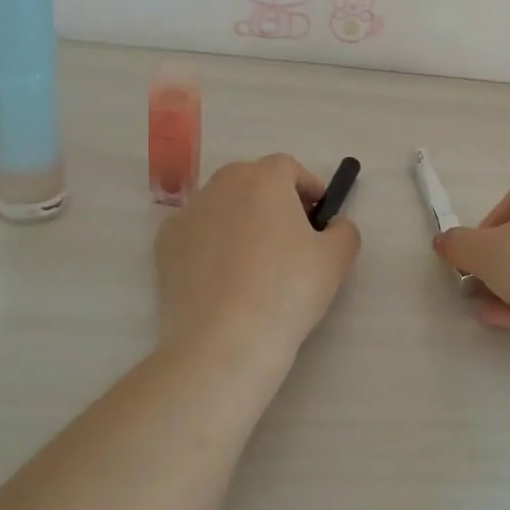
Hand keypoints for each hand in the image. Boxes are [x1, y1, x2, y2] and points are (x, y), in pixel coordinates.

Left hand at [155, 153, 361, 365]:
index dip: (307, 187)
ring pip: (221, 204)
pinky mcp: (165, 245)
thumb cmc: (288, 291)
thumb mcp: (336, 260)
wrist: (224, 342)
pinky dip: (211, 242)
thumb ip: (344, 230)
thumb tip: (333, 225)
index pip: (288, 167)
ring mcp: (188, 214)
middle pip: (251, 179)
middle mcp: (221, 186)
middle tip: (288, 236)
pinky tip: (222, 277)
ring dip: (240, 219)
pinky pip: (196, 231)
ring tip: (253, 260)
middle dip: (272, 199)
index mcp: (264, 180)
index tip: (318, 217)